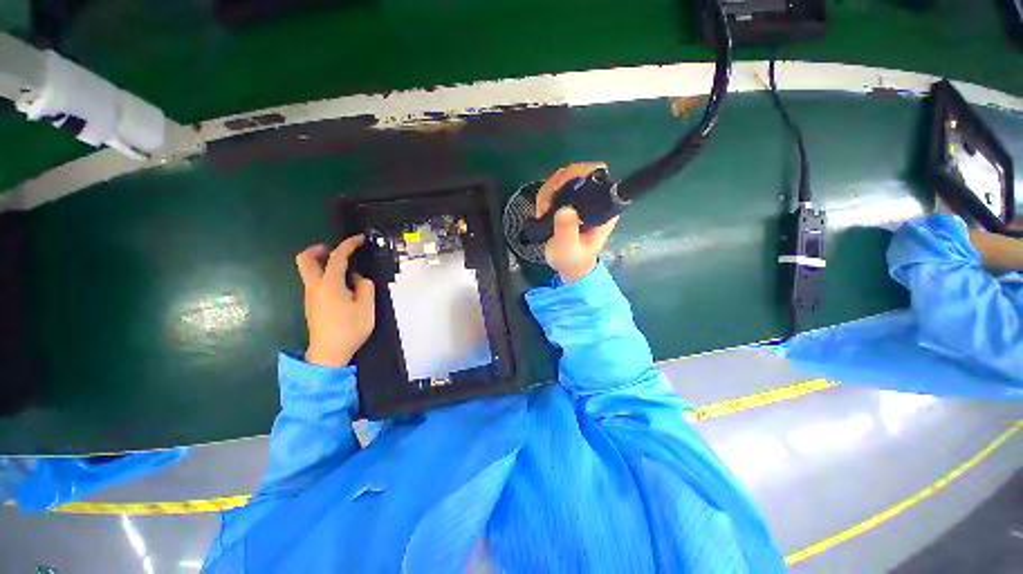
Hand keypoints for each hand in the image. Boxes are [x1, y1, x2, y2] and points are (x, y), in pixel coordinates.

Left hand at [295, 236, 375, 367]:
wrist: (329, 353)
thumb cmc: (349, 329)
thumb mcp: (366, 308)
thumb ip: (365, 287)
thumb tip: (358, 278)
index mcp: (329, 285)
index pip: (337, 257)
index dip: (348, 245)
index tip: (359, 239)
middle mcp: (314, 287)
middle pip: (305, 259)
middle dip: (318, 249)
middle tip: (335, 251)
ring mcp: (310, 296)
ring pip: (308, 270)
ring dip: (322, 263)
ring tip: (345, 270)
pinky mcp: (311, 304)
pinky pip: (314, 282)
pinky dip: (324, 275)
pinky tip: (342, 286)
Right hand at [536, 162, 618, 282]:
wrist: (568, 266)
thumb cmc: (572, 259)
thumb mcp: (569, 249)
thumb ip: (567, 231)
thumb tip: (565, 210)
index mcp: (604, 208)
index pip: (599, 175)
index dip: (581, 173)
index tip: (561, 186)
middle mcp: (595, 199)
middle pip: (579, 172)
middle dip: (559, 184)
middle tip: (546, 204)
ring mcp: (581, 198)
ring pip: (564, 177)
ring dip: (548, 191)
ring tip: (542, 211)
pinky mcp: (569, 200)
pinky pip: (555, 187)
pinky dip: (545, 196)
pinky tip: (542, 211)